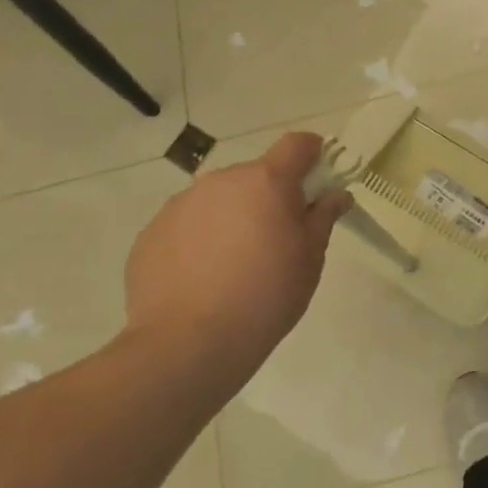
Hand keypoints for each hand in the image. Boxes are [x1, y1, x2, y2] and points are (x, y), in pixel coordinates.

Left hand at [124, 133, 351, 381]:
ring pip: (218, 198)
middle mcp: (221, 181)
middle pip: (255, 174)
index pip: (297, 144)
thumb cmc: (266, 296)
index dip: (312, 153)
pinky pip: (187, 224)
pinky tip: (202, 277)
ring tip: (234, 263)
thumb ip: (323, 217)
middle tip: (276, 237)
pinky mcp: (151, 232)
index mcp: (266, 181)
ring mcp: (181, 204)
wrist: (187, 344)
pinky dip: (199, 239)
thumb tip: (336, 194)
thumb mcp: (310, 259)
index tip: (318, 175)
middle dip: (269, 196)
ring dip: (232, 215)